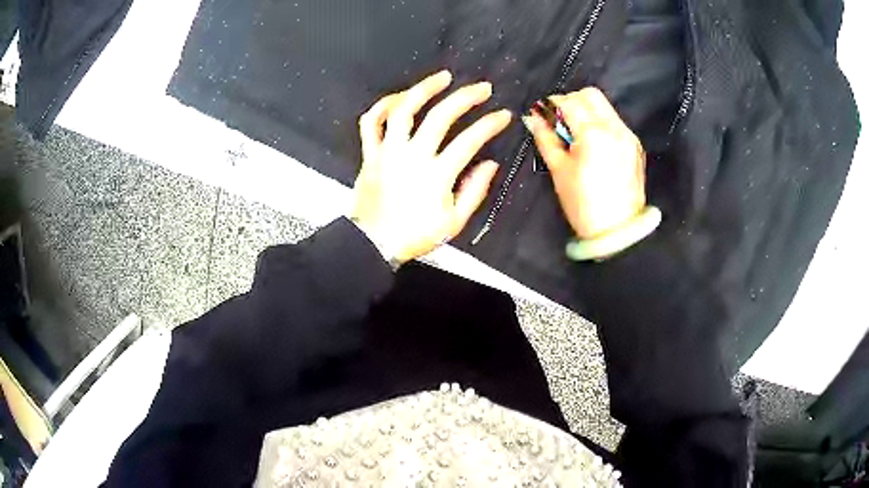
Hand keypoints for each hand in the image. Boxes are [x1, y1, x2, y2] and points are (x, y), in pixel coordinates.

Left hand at [351, 70, 512, 263]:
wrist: (373, 243)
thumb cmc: (414, 234)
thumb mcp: (453, 222)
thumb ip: (474, 192)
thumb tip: (490, 164)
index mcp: (436, 175)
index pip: (470, 140)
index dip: (490, 124)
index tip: (503, 115)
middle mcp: (412, 156)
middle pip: (440, 116)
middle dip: (465, 97)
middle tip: (482, 88)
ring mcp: (388, 152)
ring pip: (403, 110)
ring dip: (423, 89)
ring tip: (442, 77)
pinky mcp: (370, 153)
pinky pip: (371, 122)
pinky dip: (383, 106)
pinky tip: (399, 97)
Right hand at [523, 87, 645, 239]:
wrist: (618, 231)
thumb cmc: (583, 205)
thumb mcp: (559, 171)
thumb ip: (546, 138)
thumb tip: (532, 118)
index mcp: (593, 134)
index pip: (569, 102)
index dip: (551, 104)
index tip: (542, 114)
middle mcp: (614, 128)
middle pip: (590, 95)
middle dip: (571, 101)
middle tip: (559, 120)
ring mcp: (627, 135)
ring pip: (604, 106)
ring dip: (586, 110)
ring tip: (576, 132)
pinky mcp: (635, 145)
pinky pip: (614, 121)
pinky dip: (600, 123)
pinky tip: (593, 143)